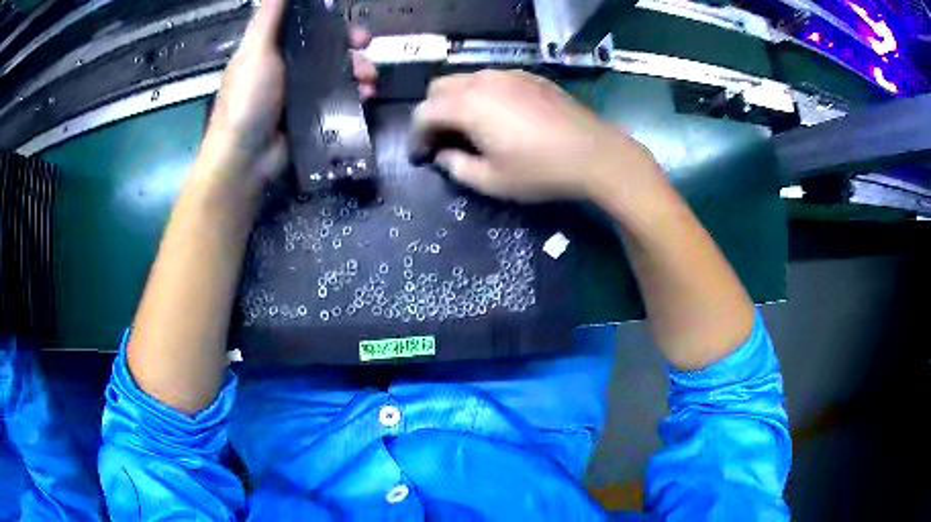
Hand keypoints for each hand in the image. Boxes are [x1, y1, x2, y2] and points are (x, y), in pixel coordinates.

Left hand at [198, 0, 376, 194]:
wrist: (246, 160)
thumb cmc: (246, 100)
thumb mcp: (255, 51)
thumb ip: (269, 17)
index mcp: (272, 49)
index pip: (306, 26)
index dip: (328, 20)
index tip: (346, 20)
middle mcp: (288, 67)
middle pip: (327, 47)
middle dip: (350, 45)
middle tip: (367, 45)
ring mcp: (301, 93)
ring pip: (338, 72)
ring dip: (359, 70)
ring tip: (369, 79)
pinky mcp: (314, 115)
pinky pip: (341, 97)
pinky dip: (357, 94)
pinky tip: (366, 96)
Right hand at [412, 70, 654, 202]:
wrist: (594, 154)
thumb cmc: (540, 170)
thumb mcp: (491, 181)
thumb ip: (456, 167)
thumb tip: (443, 155)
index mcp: (468, 105)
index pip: (424, 112)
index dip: (418, 135)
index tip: (424, 155)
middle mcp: (483, 81)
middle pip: (440, 87)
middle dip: (434, 112)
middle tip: (445, 139)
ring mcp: (509, 74)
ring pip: (467, 79)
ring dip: (458, 101)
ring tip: (472, 127)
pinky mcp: (530, 76)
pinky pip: (493, 79)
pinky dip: (483, 94)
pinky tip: (501, 116)